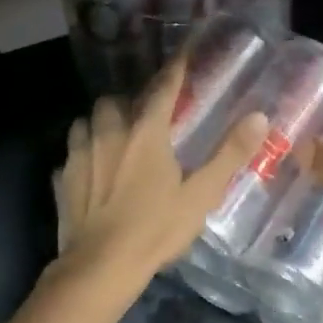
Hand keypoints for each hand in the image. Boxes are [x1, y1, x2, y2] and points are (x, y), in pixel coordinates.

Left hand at [46, 55, 267, 315]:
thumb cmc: (156, 229)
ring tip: (114, 138)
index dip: (174, 70)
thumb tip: (260, 116)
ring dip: (100, 124)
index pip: (162, 89)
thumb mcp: (202, 194)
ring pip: (86, 121)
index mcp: (146, 133)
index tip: (183, 55)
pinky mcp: (62, 179)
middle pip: (115, 100)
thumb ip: (230, 153)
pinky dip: (82, 155)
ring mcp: (80, 155)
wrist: (100, 267)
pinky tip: (91, 172)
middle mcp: (109, 133)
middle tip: (144, 117)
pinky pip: (71, 154)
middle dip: (128, 102)